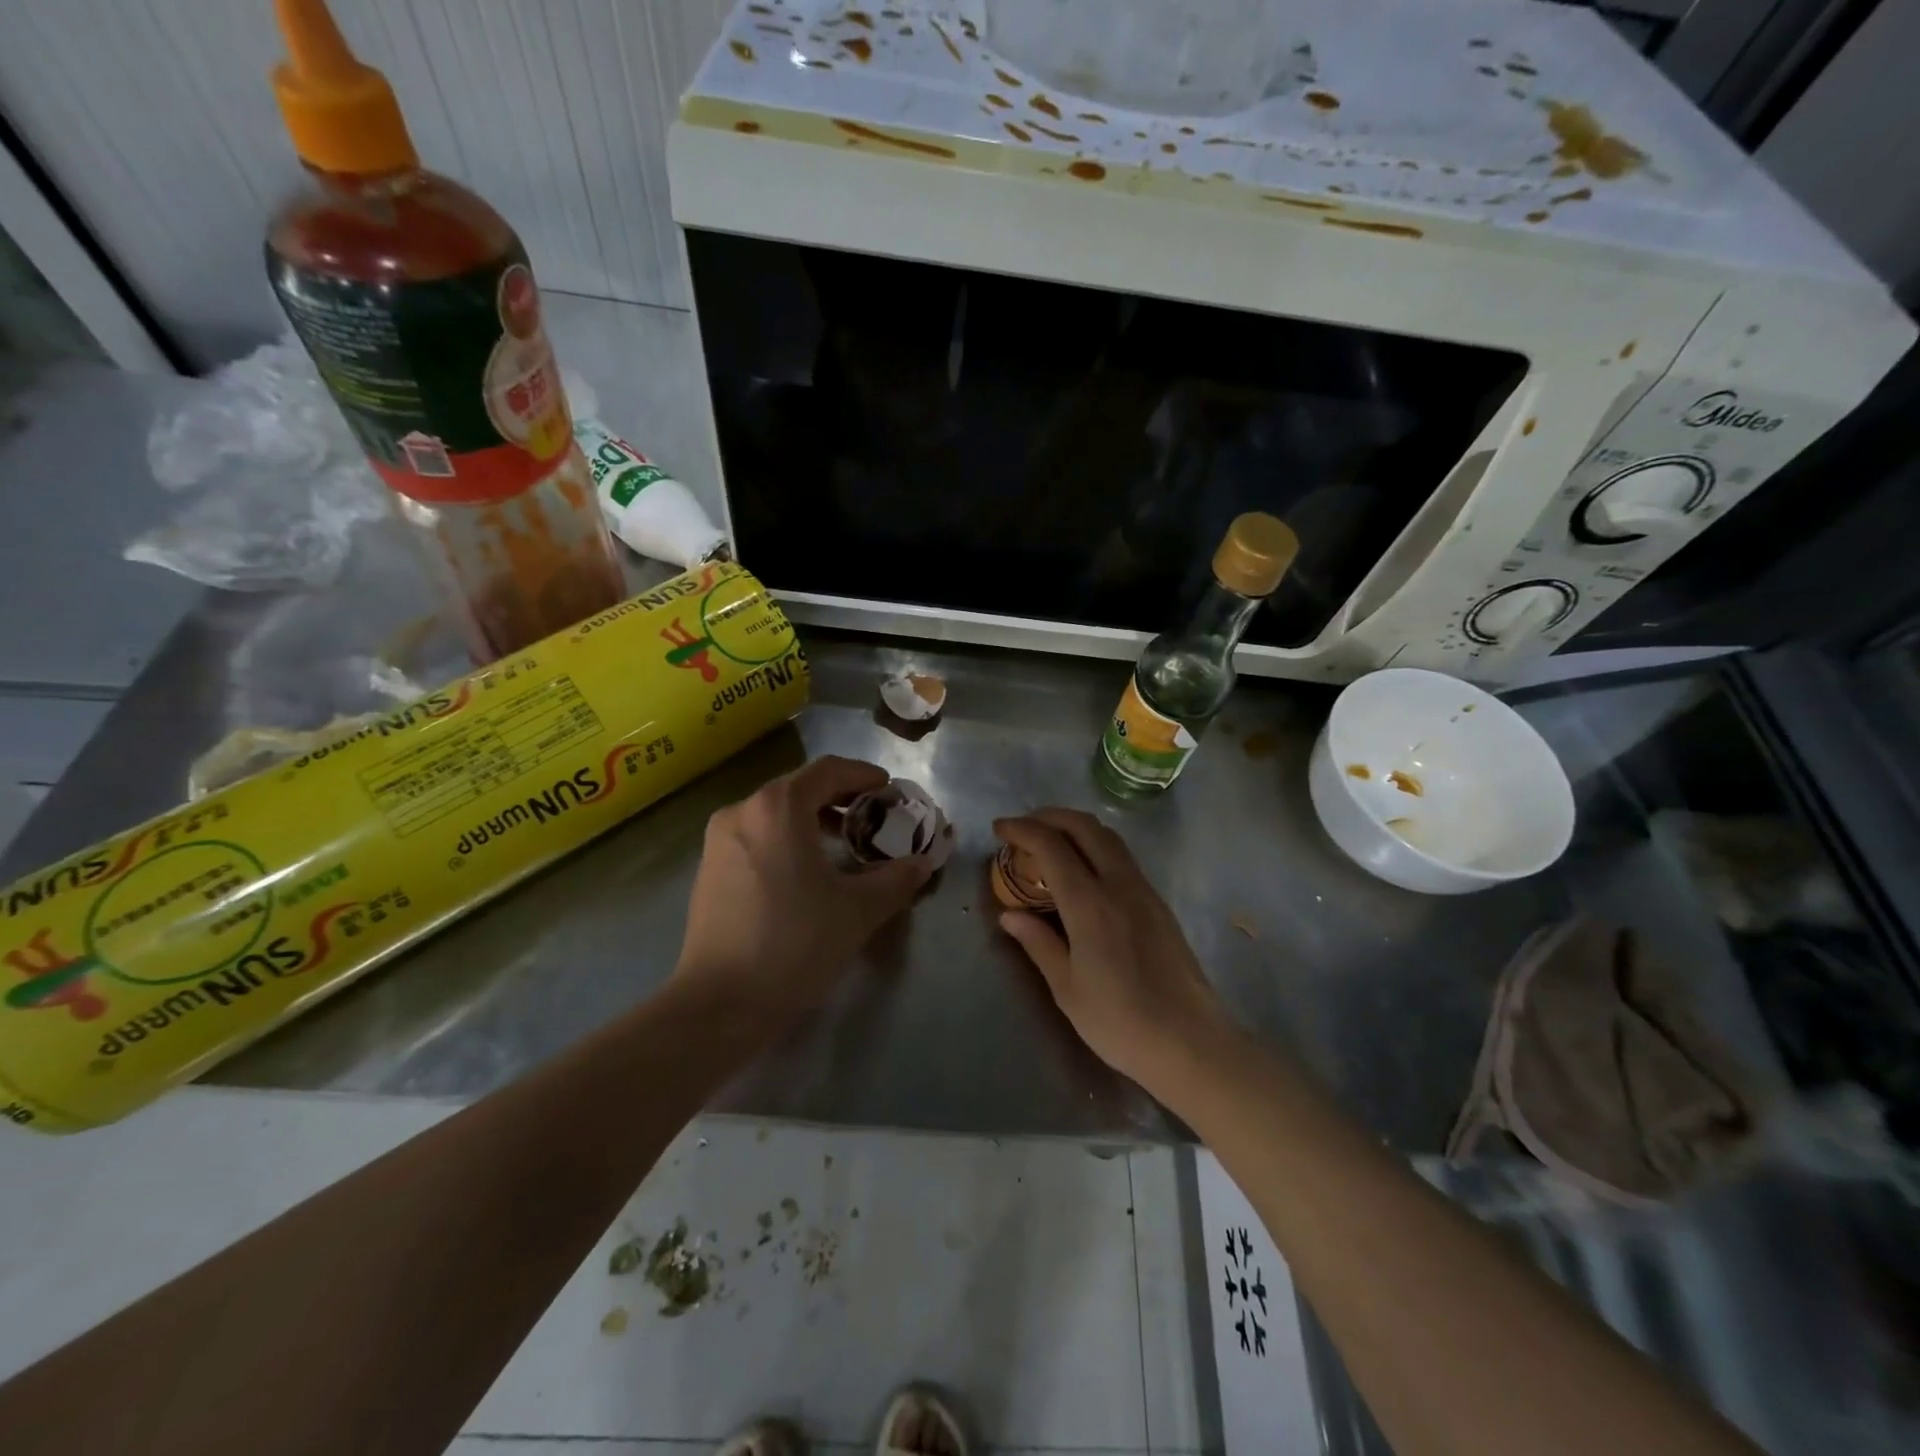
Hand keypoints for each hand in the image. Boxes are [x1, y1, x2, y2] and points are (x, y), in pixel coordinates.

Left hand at [676, 757, 932, 1025]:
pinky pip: (757, 835)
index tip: (889, 789)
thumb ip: (896, 878)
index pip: (828, 770)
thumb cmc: (794, 944)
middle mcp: (743, 811)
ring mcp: (719, 840)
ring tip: (844, 842)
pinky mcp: (709, 868)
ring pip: (775, 812)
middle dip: (840, 797)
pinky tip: (806, 870)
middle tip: (873, 816)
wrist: (720, 1003)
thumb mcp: (857, 910)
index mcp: (777, 808)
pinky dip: (787, 838)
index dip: (863, 774)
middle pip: (800, 787)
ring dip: (813, 818)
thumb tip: (924, 862)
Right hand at [993, 808, 1231, 1088]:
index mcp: (1090, 905)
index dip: (1022, 830)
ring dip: (1076, 828)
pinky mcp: (1159, 904)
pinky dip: (1096, 847)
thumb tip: (1010, 915)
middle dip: (1050, 816)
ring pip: (1109, 838)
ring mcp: (1144, 892)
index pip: (1051, 846)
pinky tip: (1084, 870)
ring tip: (1051, 841)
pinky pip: (1123, 858)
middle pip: (1085, 827)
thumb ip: (1038, 943)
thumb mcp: (1067, 989)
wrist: (1190, 1043)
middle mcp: (1119, 886)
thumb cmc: (1120, 1022)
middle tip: (1024, 827)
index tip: (1000, 829)